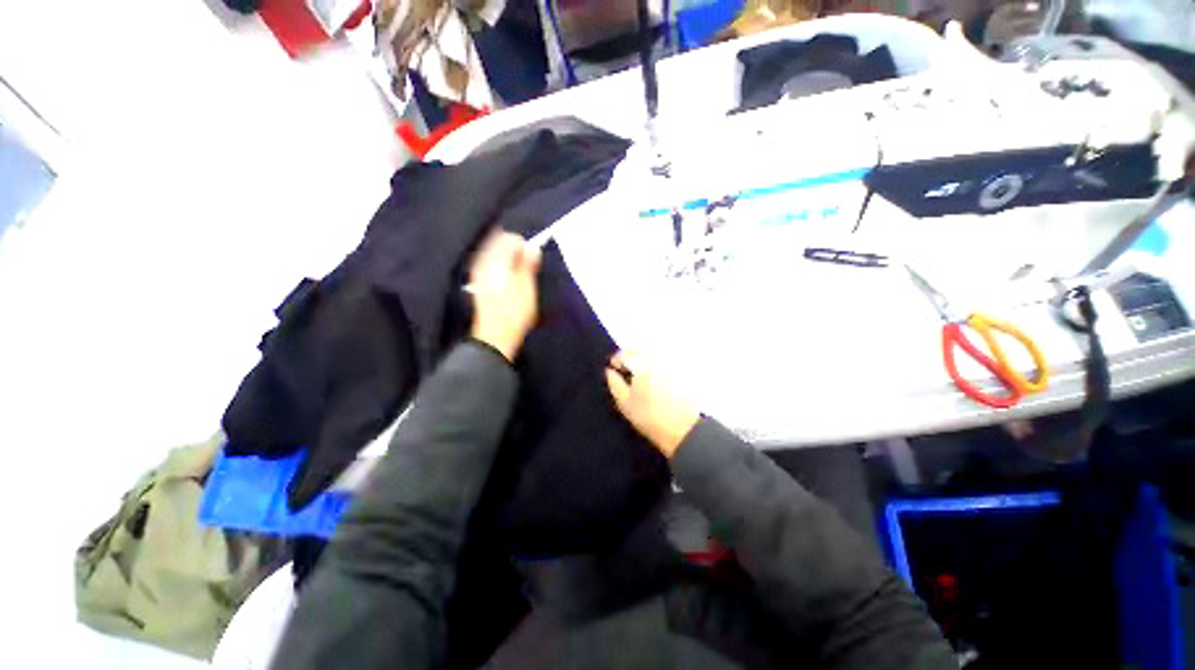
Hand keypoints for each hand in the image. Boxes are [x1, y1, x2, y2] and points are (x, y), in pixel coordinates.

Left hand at [469, 229, 541, 361]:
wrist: (495, 335)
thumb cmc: (515, 312)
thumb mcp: (528, 287)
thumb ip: (529, 265)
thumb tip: (532, 248)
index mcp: (497, 261)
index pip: (509, 239)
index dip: (523, 245)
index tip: (532, 259)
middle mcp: (483, 262)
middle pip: (498, 242)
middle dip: (513, 249)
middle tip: (527, 265)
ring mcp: (477, 272)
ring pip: (492, 252)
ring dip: (506, 257)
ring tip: (518, 272)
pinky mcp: (477, 282)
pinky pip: (488, 263)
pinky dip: (499, 265)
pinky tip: (507, 278)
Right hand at [604, 351, 700, 458]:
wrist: (683, 429)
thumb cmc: (650, 417)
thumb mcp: (625, 403)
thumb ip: (614, 383)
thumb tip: (609, 371)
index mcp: (641, 364)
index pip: (623, 353)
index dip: (616, 361)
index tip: (614, 370)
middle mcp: (657, 357)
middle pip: (638, 347)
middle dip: (629, 354)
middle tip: (625, 369)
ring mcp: (671, 361)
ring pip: (651, 349)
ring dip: (642, 356)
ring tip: (639, 372)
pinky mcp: (682, 368)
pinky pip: (664, 356)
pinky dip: (655, 360)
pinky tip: (654, 375)